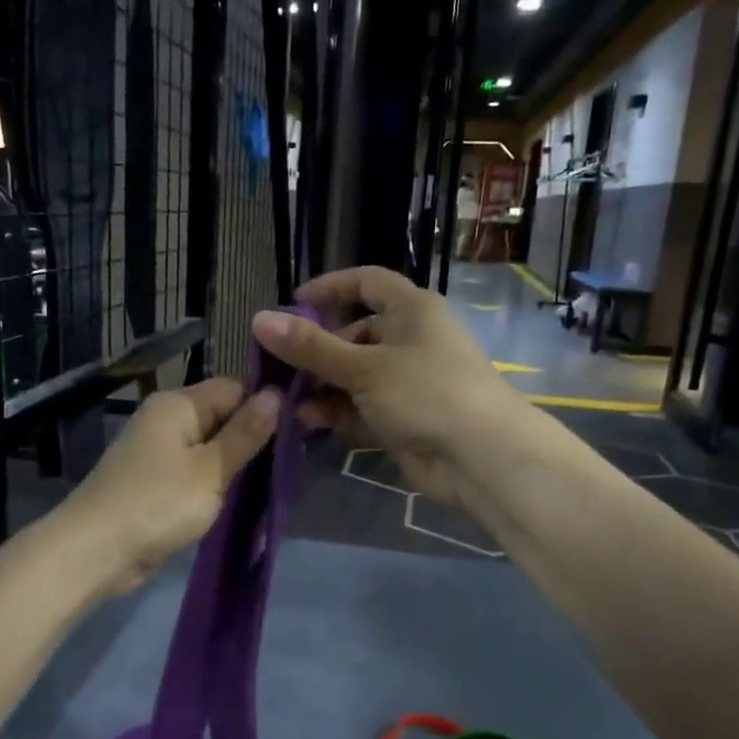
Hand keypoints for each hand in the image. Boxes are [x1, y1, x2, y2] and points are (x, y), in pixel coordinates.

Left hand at [61, 377, 281, 594]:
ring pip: (210, 447)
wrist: (96, 550)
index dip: (267, 404)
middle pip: (222, 416)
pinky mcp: (155, 481)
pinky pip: (195, 471)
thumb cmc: (158, 503)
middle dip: (255, 437)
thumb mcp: (211, 470)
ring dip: (237, 464)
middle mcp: (166, 419)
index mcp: (178, 404)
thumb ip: (245, 433)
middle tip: (297, 458)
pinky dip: (216, 482)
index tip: (302, 428)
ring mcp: (158, 451)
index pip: (235, 388)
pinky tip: (243, 497)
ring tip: (276, 479)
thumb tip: (276, 394)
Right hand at [252, 267, 522, 505]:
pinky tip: (310, 420)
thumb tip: (258, 319)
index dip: (329, 288)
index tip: (291, 305)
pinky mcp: (403, 417)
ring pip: (354, 375)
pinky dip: (338, 411)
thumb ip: (310, 347)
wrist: (480, 457)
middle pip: (354, 334)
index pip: (366, 282)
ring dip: (322, 386)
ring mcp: (407, 381)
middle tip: (280, 366)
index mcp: (410, 309)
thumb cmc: (425, 392)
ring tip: (289, 400)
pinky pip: (362, 407)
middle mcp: (410, 339)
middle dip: (317, 351)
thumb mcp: (363, 366)